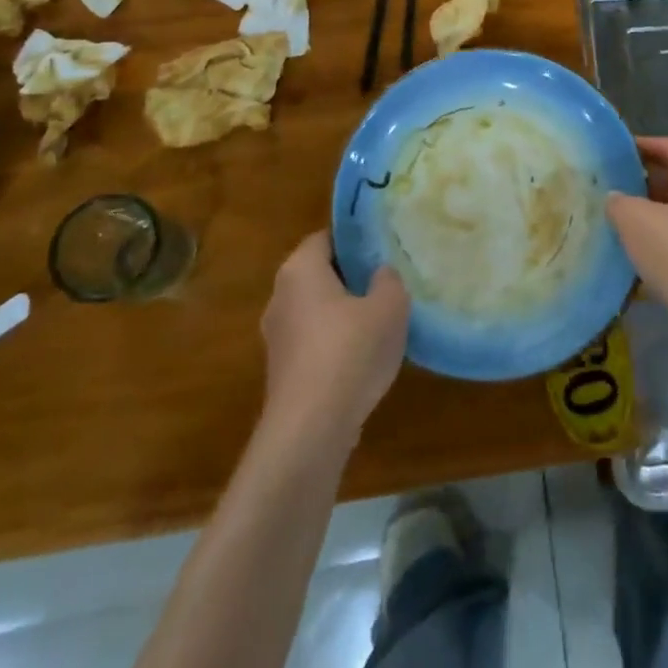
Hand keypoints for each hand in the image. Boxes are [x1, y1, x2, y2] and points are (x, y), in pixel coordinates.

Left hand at [260, 232, 408, 450]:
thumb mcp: (390, 305)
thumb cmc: (351, 351)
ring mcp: (277, 337)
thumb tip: (379, 274)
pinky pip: (314, 342)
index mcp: (300, 269)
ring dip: (344, 314)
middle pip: (320, 274)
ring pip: (317, 310)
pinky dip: (335, 344)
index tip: (383, 249)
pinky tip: (363, 359)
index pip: (326, 238)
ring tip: (381, 322)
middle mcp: (280, 296)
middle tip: (387, 282)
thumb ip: (388, 280)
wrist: (311, 430)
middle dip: (351, 277)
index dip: (356, 241)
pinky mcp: (281, 372)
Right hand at [607, 136, 667, 326]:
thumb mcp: (635, 220)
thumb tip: (615, 198)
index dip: (644, 145)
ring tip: (622, 216)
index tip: (618, 150)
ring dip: (656, 211)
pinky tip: (641, 250)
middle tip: (616, 182)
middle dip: (648, 180)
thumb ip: (619, 201)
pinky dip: (666, 236)